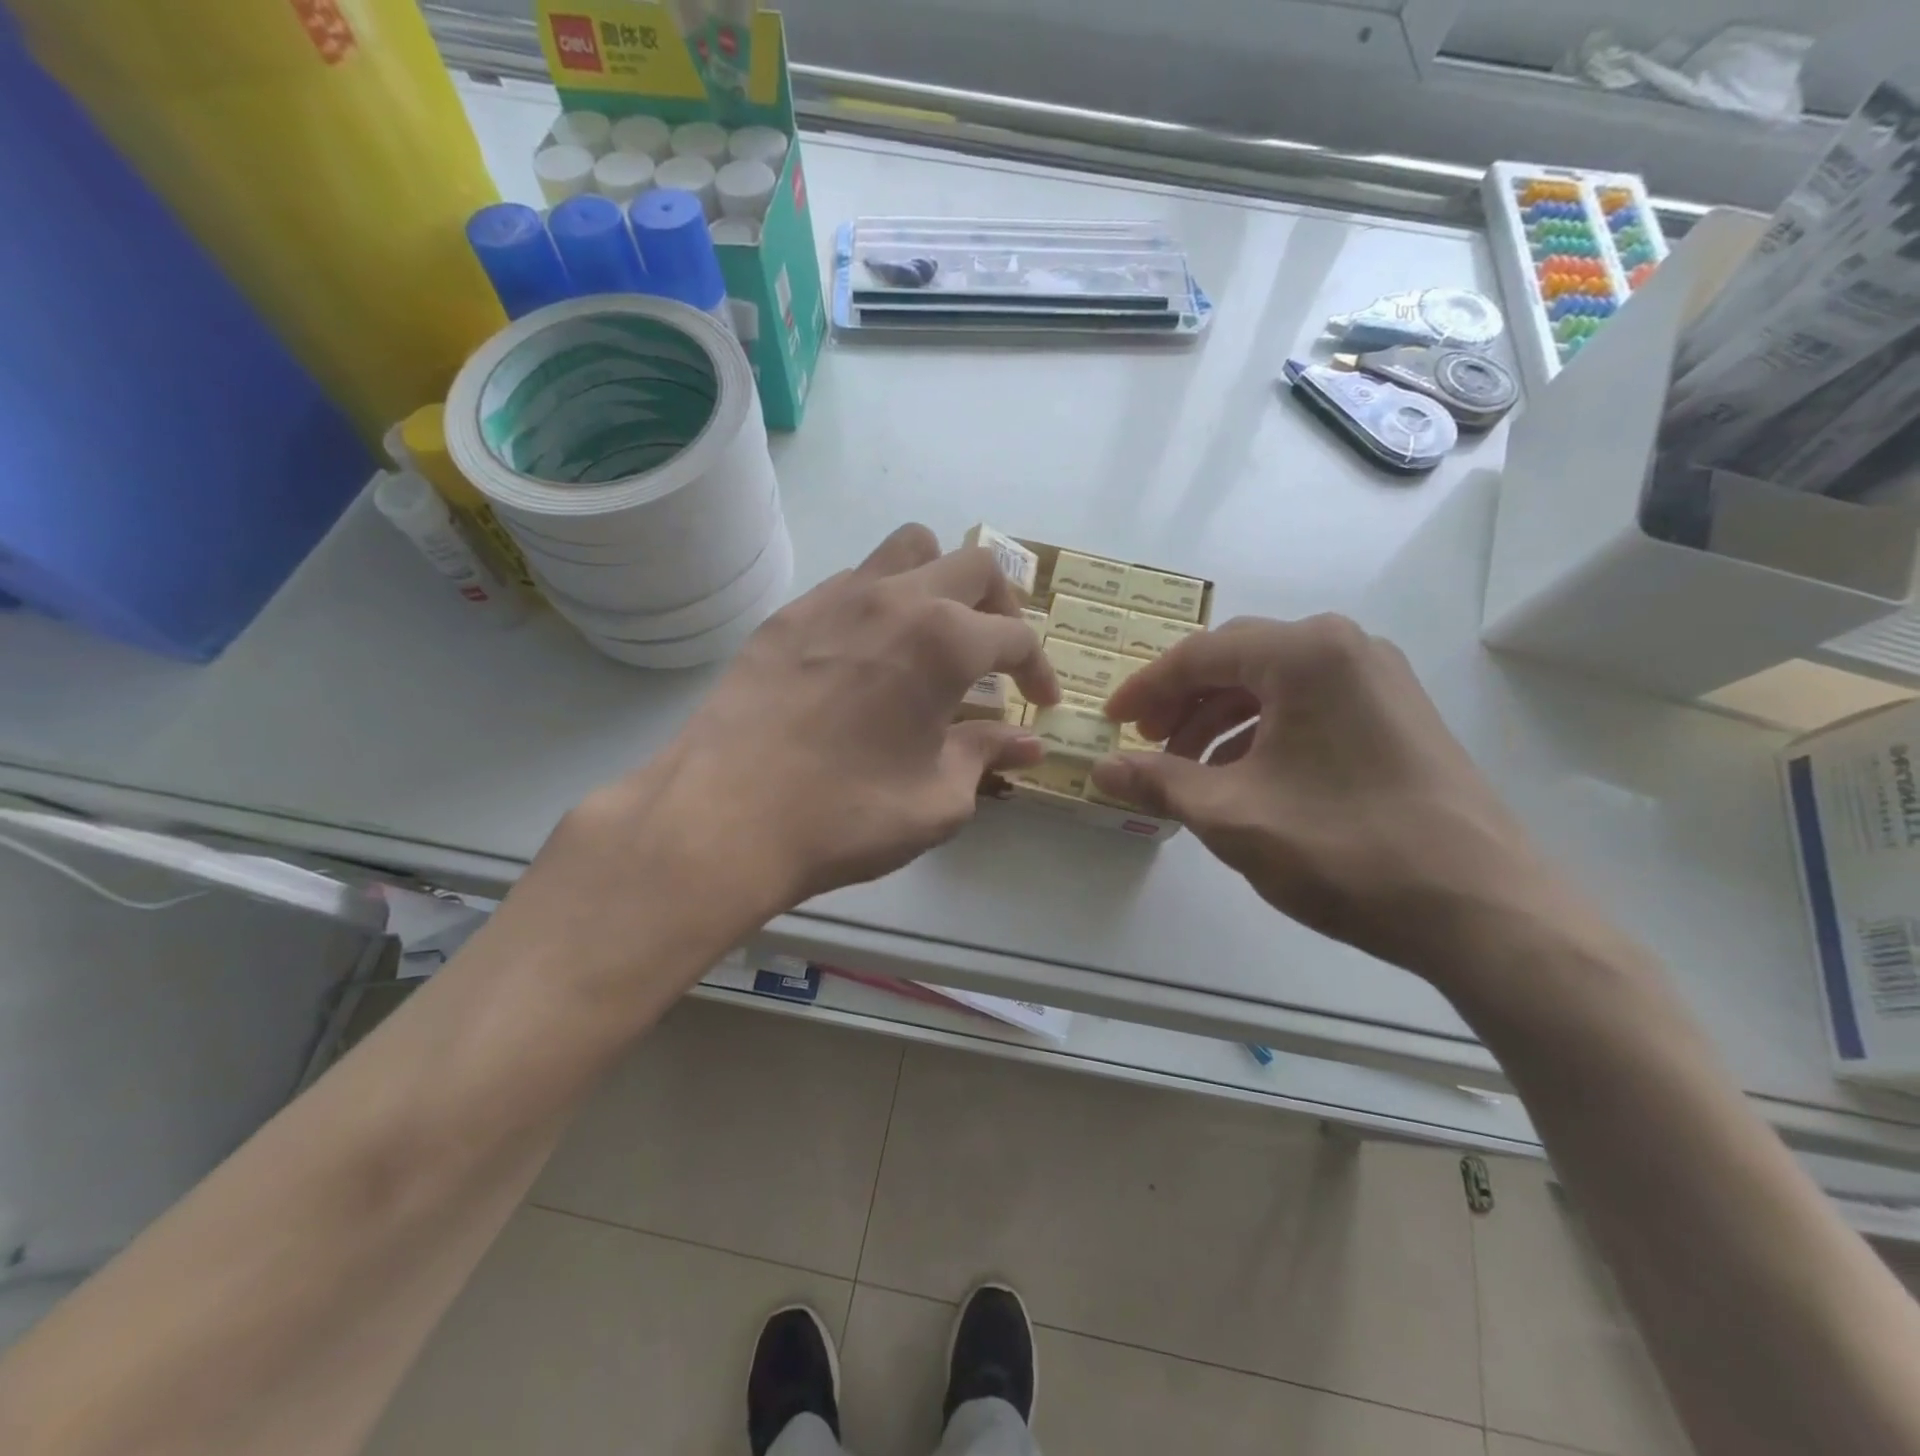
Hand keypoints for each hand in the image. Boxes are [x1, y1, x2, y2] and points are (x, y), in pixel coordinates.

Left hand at [549, 525, 1059, 932]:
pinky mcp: (789, 614)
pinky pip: (852, 581)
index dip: (1040, 670)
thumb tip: (1027, 744)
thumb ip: (986, 758)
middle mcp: (895, 599)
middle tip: (998, 654)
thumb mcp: (937, 799)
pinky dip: (881, 602)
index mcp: (944, 641)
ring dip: (940, 581)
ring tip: (935, 634)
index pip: (1017, 637)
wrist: (724, 816)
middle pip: (974, 565)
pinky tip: (868, 655)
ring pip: (908, 550)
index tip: (1041, 704)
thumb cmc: (846, 814)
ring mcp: (836, 597)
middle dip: (1002, 606)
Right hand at [1091, 614, 1559, 984]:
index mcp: (1304, 653)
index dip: (1146, 688)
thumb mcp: (1232, 815)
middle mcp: (1345, 647)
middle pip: (1238, 662)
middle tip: (1147, 743)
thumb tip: (1101, 768)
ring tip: (1189, 769)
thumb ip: (1158, 782)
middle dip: (1183, 703)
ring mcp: (1379, 680)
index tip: (1112, 720)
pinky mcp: (1398, 715)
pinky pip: (1310, 707)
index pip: (1199, 654)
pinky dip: (1264, 733)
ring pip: (1274, 686)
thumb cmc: (1343, 848)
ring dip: (1221, 720)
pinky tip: (1244, 778)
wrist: (1480, 909)